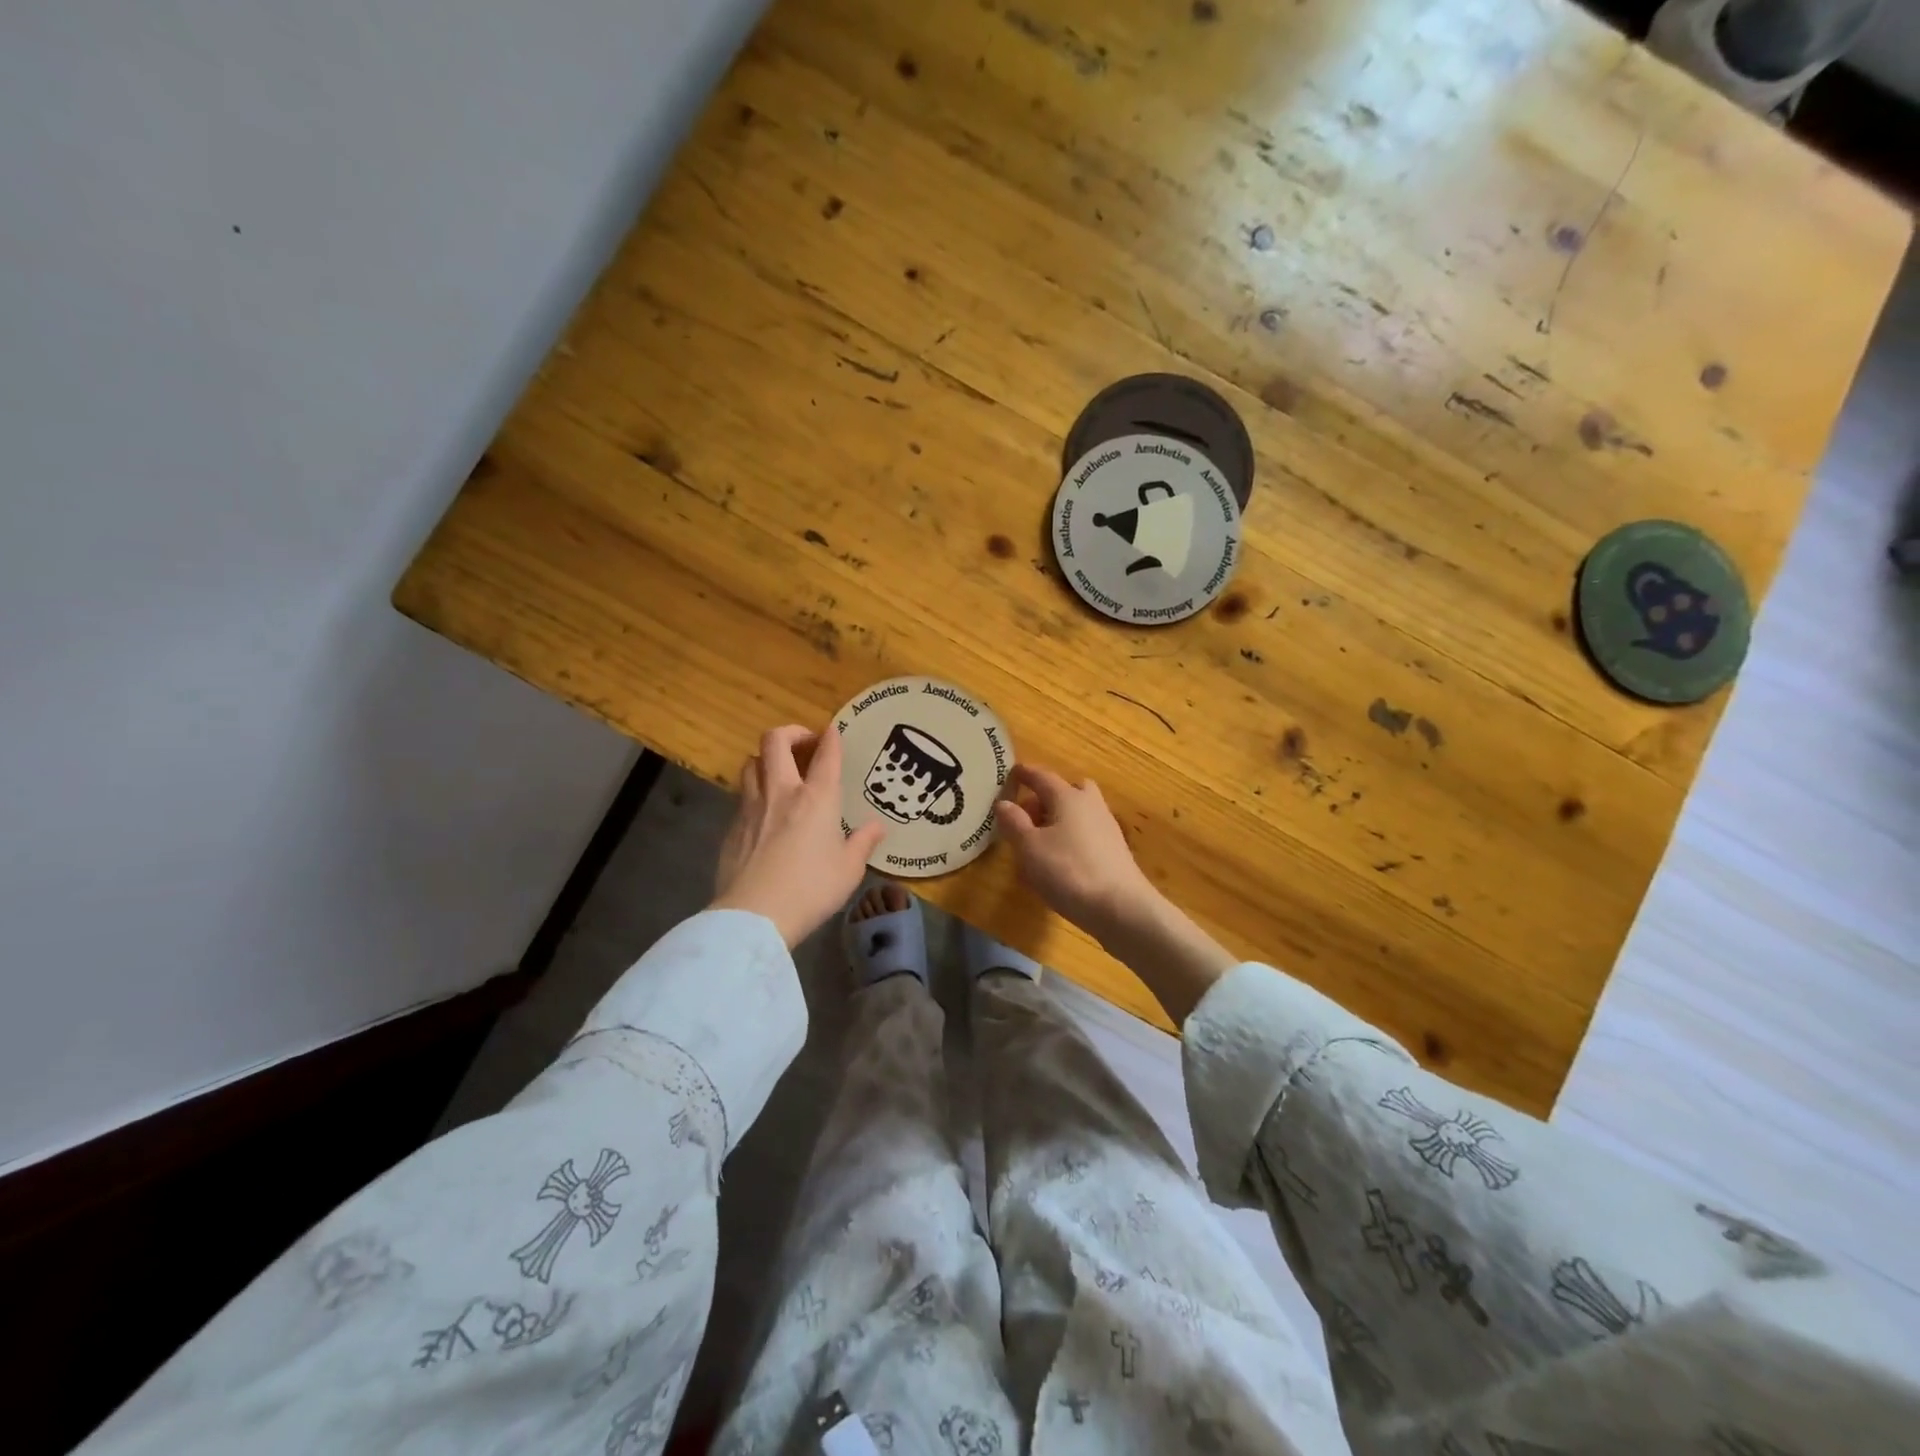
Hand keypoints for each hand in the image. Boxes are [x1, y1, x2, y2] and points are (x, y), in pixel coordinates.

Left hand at [711, 725, 887, 946]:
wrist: (755, 914)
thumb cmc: (811, 889)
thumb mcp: (849, 869)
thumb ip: (863, 842)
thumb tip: (877, 827)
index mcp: (817, 798)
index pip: (826, 755)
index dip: (831, 738)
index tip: (833, 731)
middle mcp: (782, 792)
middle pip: (775, 741)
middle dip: (791, 732)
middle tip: (804, 743)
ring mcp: (751, 807)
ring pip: (751, 763)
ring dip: (766, 759)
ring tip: (779, 772)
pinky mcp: (732, 827)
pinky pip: (742, 795)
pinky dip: (755, 792)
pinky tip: (764, 812)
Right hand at [994, 764, 1154, 940]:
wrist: (1120, 908)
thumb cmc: (1068, 871)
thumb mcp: (1030, 847)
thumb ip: (1014, 823)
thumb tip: (1004, 803)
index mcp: (1068, 797)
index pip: (1042, 777)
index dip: (1025, 774)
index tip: (1013, 772)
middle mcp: (1091, 806)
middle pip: (1068, 790)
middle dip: (1046, 797)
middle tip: (1027, 816)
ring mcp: (1106, 829)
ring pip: (1078, 814)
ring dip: (1057, 821)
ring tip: (1036, 847)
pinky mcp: (1114, 853)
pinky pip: (1085, 836)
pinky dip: (1069, 841)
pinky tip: (1057, 866)